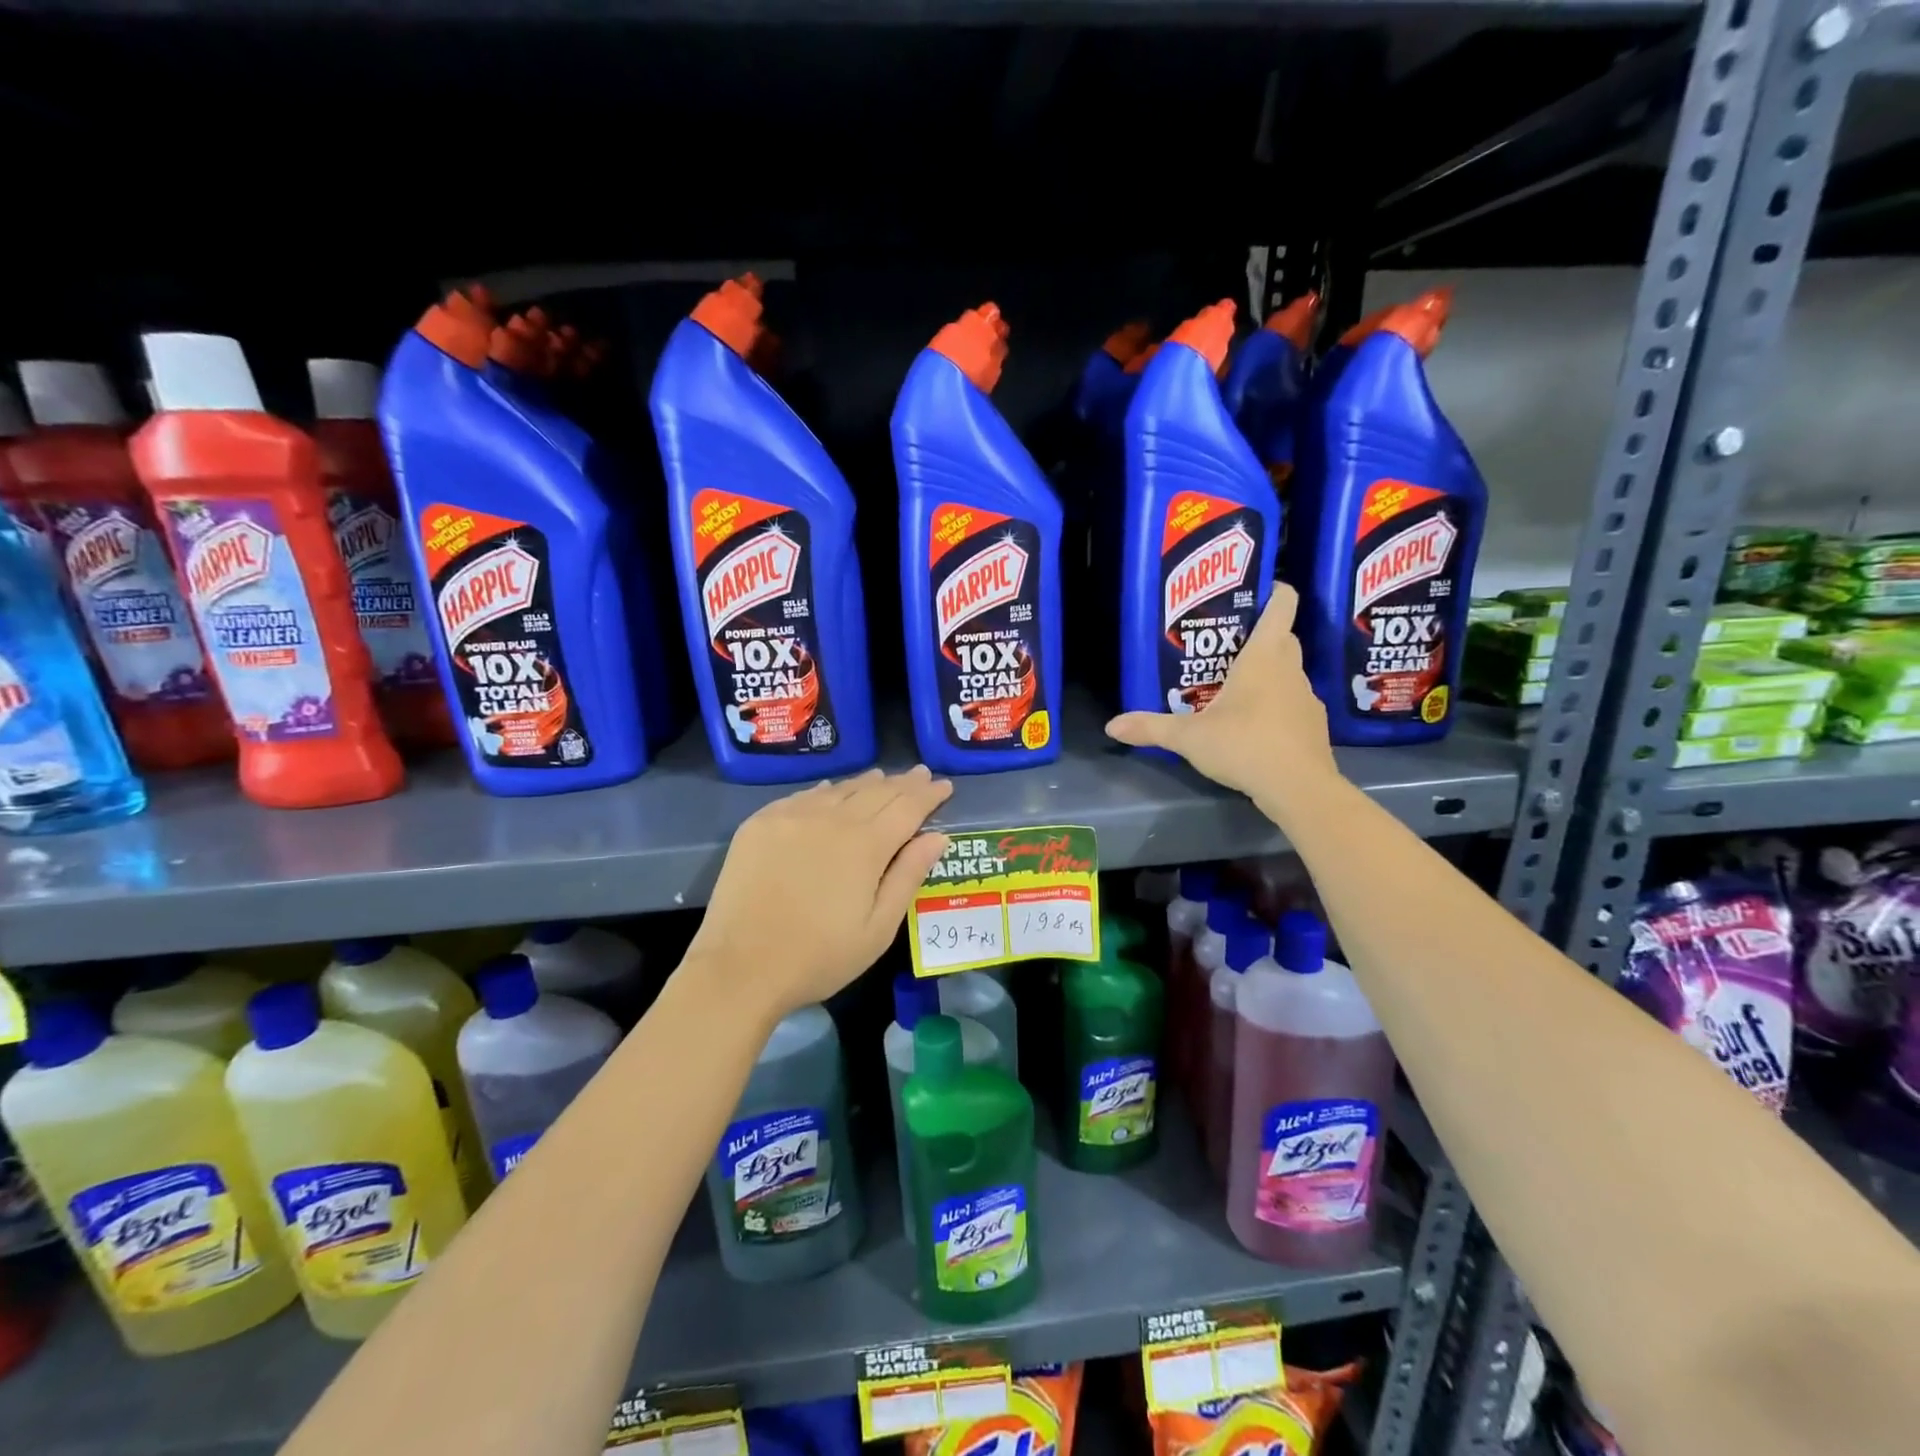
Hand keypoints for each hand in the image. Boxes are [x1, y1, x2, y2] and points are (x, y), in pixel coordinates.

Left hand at [689, 767, 953, 1017]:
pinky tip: (831, 790)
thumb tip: (937, 836)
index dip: (929, 795)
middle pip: (876, 791)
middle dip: (903, 783)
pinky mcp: (761, 824)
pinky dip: (826, 791)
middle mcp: (831, 819)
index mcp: (866, 845)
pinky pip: (803, 796)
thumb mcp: (878, 928)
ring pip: (839, 789)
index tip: (945, 785)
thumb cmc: (819, 957)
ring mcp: (792, 817)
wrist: (739, 968)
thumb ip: (908, 876)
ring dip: (866, 783)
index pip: (907, 807)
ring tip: (883, 778)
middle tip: (921, 775)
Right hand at [1106, 584, 1337, 799]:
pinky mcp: (1313, 725)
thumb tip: (1111, 726)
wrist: (1299, 789)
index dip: (1273, 590)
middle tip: (1224, 647)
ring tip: (1233, 689)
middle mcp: (1291, 669)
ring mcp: (1307, 698)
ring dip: (1267, 675)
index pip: (1282, 604)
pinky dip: (1276, 706)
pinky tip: (1253, 727)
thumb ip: (1151, 728)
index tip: (1254, 590)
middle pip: (1282, 638)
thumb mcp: (1189, 737)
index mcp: (1265, 656)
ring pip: (1287, 672)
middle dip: (1258, 637)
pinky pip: (1292, 703)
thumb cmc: (1244, 745)